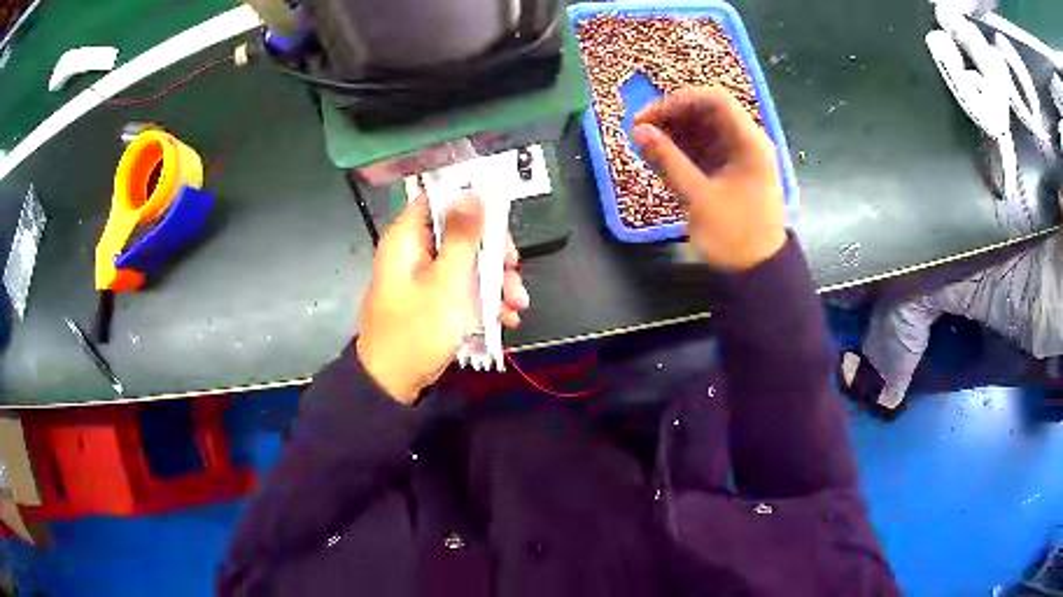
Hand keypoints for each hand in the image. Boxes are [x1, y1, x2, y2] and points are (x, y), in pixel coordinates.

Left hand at [357, 193, 528, 402]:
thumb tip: (474, 192)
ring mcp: (424, 278)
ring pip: (466, 263)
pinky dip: (484, 300)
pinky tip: (506, 318)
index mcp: (407, 238)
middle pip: (460, 233)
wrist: (393, 383)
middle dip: (493, 253)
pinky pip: (462, 288)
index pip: (439, 199)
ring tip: (517, 305)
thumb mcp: (447, 281)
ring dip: (495, 281)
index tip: (501, 217)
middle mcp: (414, 251)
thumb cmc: (418, 328)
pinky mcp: (433, 300)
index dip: (470, 201)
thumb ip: (463, 236)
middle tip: (514, 268)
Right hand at [633, 86, 786, 271]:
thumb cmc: (734, 236)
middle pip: (708, 112)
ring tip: (647, 146)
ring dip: (675, 132)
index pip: (714, 100)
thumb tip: (638, 130)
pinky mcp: (732, 170)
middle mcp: (747, 142)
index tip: (648, 117)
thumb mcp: (698, 197)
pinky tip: (662, 158)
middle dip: (672, 116)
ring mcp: (740, 156)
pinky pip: (705, 148)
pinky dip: (683, 149)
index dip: (678, 101)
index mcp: (749, 143)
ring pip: (704, 129)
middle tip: (641, 130)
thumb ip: (667, 160)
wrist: (758, 273)